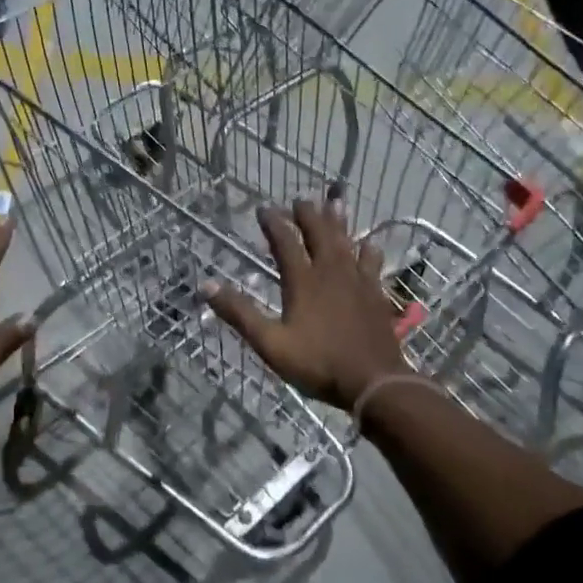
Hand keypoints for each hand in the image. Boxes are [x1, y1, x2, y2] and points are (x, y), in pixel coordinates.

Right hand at [203, 199, 408, 410]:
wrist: (374, 382)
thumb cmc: (318, 364)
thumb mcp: (270, 343)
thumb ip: (240, 313)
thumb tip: (207, 286)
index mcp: (303, 282)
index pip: (285, 243)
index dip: (274, 223)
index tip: (264, 208)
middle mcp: (331, 273)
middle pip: (320, 234)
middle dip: (308, 215)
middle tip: (301, 200)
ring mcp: (357, 282)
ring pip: (347, 243)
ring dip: (339, 222)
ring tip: (336, 203)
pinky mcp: (375, 295)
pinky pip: (371, 264)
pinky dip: (367, 250)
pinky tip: (369, 244)